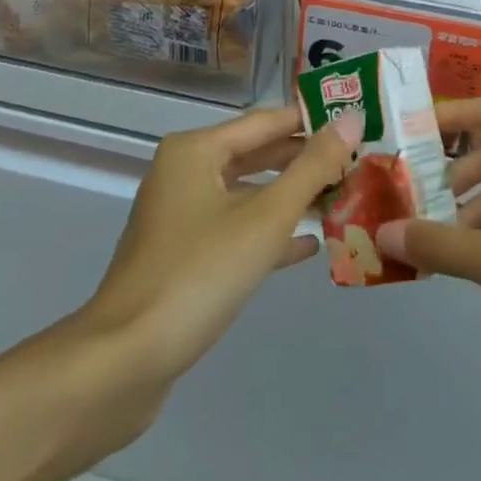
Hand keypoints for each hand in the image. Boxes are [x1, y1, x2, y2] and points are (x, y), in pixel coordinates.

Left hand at [78, 105, 360, 399]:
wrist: (123, 363)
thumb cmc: (199, 274)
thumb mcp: (266, 217)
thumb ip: (312, 167)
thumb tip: (351, 117)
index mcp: (196, 150)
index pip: (267, 121)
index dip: (312, 120)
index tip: (357, 122)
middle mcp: (184, 172)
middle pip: (256, 154)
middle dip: (304, 159)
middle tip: (357, 162)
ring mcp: (180, 216)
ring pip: (247, 193)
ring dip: (291, 196)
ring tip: (341, 198)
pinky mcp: (181, 256)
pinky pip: (234, 229)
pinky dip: (268, 232)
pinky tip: (308, 245)